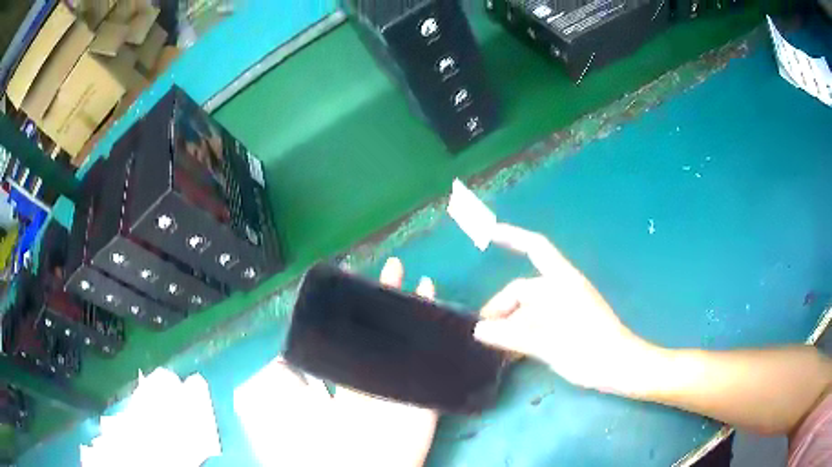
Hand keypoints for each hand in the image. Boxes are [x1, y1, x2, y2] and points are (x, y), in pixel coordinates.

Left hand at [263, 258, 437, 466]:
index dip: (353, 307)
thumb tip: (280, 352)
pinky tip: (442, 310)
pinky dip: (442, 336)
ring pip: (409, 341)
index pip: (348, 334)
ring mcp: (398, 386)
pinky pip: (436, 364)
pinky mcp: (423, 399)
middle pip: (382, 330)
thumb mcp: (278, 407)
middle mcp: (368, 377)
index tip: (357, 279)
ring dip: (414, 311)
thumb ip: (280, 377)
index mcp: (338, 378)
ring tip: (418, 280)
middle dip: (387, 300)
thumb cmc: (310, 445)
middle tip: (392, 268)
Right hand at [473, 224, 658, 394]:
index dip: (512, 237)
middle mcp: (563, 289)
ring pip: (530, 309)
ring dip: (511, 323)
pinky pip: (539, 322)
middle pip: (525, 289)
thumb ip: (514, 336)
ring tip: (495, 345)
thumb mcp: (550, 345)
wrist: (621, 367)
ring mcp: (566, 306)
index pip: (536, 249)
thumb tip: (479, 330)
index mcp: (563, 283)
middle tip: (483, 331)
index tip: (488, 234)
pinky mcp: (568, 323)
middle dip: (502, 306)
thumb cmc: (591, 352)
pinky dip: (523, 332)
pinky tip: (512, 351)